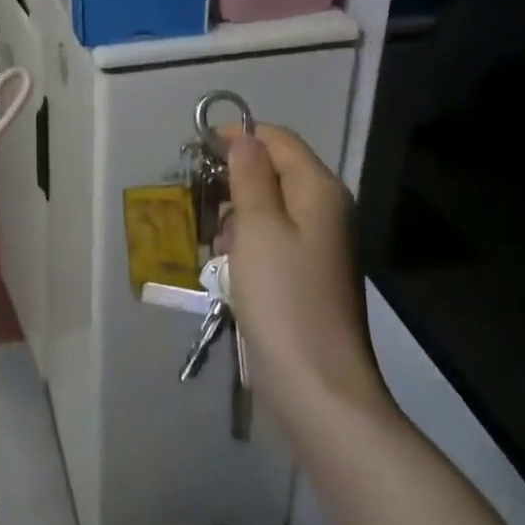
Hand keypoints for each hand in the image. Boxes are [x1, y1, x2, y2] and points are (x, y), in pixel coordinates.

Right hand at [220, 125, 390, 425]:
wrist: (318, 388)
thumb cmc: (283, 298)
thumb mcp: (257, 227)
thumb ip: (249, 175)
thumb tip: (244, 138)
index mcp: (319, 189)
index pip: (278, 139)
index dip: (239, 136)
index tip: (198, 149)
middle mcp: (326, 209)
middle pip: (276, 170)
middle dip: (235, 177)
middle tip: (200, 198)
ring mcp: (320, 244)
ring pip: (270, 205)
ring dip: (237, 212)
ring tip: (210, 236)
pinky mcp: (309, 274)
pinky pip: (273, 237)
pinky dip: (248, 240)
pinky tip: (228, 264)